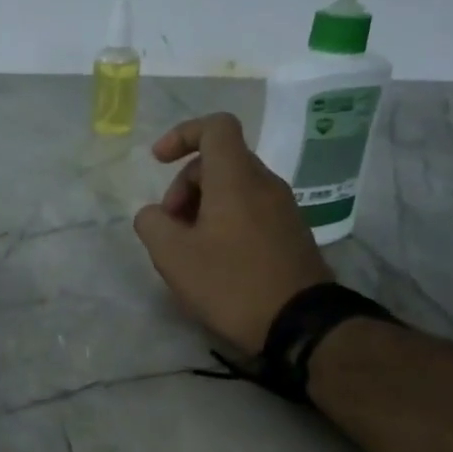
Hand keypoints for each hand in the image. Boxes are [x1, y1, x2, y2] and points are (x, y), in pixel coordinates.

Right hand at [133, 113, 331, 354]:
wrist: (300, 324)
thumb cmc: (230, 283)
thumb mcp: (173, 256)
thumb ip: (152, 224)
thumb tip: (154, 214)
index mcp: (235, 178)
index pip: (215, 127)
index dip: (182, 134)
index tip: (158, 161)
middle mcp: (264, 183)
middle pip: (218, 161)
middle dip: (184, 186)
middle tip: (169, 226)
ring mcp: (283, 208)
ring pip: (234, 188)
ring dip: (202, 207)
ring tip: (188, 248)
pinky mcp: (291, 233)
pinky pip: (250, 210)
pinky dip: (224, 221)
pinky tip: (214, 260)